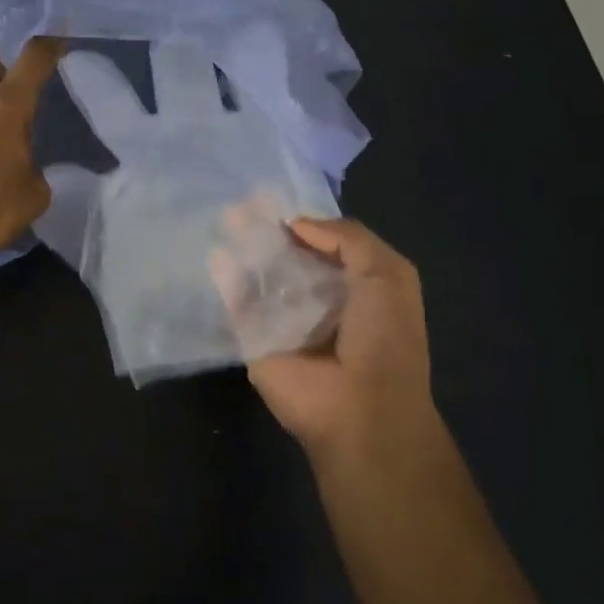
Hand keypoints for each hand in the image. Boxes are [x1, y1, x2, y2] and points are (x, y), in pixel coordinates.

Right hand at [243, 218, 438, 468]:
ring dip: (243, 246)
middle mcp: (315, 297)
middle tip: (243, 201)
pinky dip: (226, 278)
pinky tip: (217, 254)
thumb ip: (347, 238)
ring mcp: (281, 318)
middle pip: (284, 254)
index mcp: (352, 283)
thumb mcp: (387, 274)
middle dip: (265, 228)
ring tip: (227, 215)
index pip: (320, 242)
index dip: (301, 219)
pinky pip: (236, 303)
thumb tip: (296, 224)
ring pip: (257, 274)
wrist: (360, 409)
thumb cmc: (384, 339)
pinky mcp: (254, 338)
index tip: (273, 195)